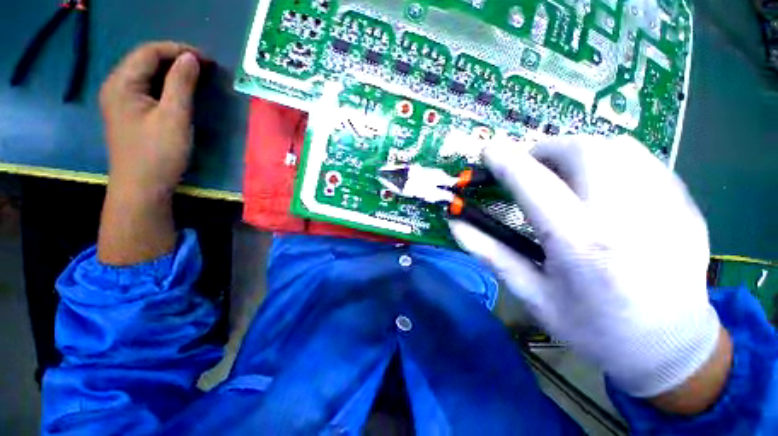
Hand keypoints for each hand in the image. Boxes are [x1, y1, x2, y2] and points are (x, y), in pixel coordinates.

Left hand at [99, 41, 201, 198]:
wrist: (142, 189)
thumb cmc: (158, 154)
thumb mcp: (174, 117)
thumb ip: (181, 84)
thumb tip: (191, 58)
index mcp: (122, 83)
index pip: (149, 51)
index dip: (178, 50)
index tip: (207, 60)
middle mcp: (116, 86)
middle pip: (145, 60)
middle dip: (176, 58)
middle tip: (205, 68)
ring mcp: (120, 101)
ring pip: (147, 74)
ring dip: (172, 72)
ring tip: (197, 77)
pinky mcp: (129, 114)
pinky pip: (147, 89)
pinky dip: (166, 85)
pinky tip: (180, 92)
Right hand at [451, 135, 729, 411]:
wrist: (669, 348)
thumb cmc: (593, 328)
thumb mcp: (531, 294)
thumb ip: (490, 253)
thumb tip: (456, 223)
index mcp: (583, 245)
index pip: (536, 185)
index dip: (507, 162)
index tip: (489, 149)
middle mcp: (629, 217)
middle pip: (583, 151)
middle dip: (545, 149)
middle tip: (528, 167)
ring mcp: (667, 207)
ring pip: (616, 147)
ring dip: (576, 151)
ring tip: (561, 174)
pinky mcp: (685, 205)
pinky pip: (642, 160)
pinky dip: (609, 160)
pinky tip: (600, 185)